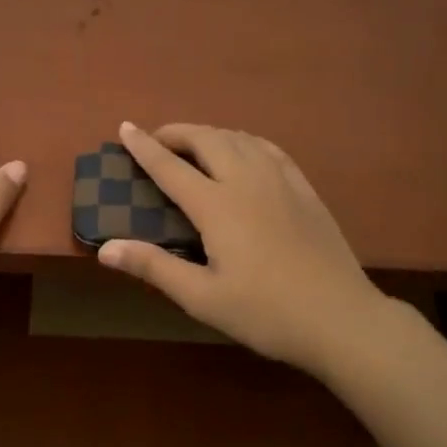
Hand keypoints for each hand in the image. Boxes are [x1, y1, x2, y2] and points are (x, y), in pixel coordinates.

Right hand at [98, 122, 392, 375]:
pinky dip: (244, 141)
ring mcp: (281, 181)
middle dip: (177, 133)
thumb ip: (154, 267)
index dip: (144, 146)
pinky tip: (244, 151)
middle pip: (207, 139)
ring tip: (194, 145)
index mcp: (217, 206)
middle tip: (157, 141)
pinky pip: (268, 148)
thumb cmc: (266, 313)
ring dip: (210, 134)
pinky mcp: (305, 189)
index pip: (171, 166)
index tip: (125, 128)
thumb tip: (105, 248)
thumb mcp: (202, 298)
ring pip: (239, 138)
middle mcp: (247, 181)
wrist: (341, 318)